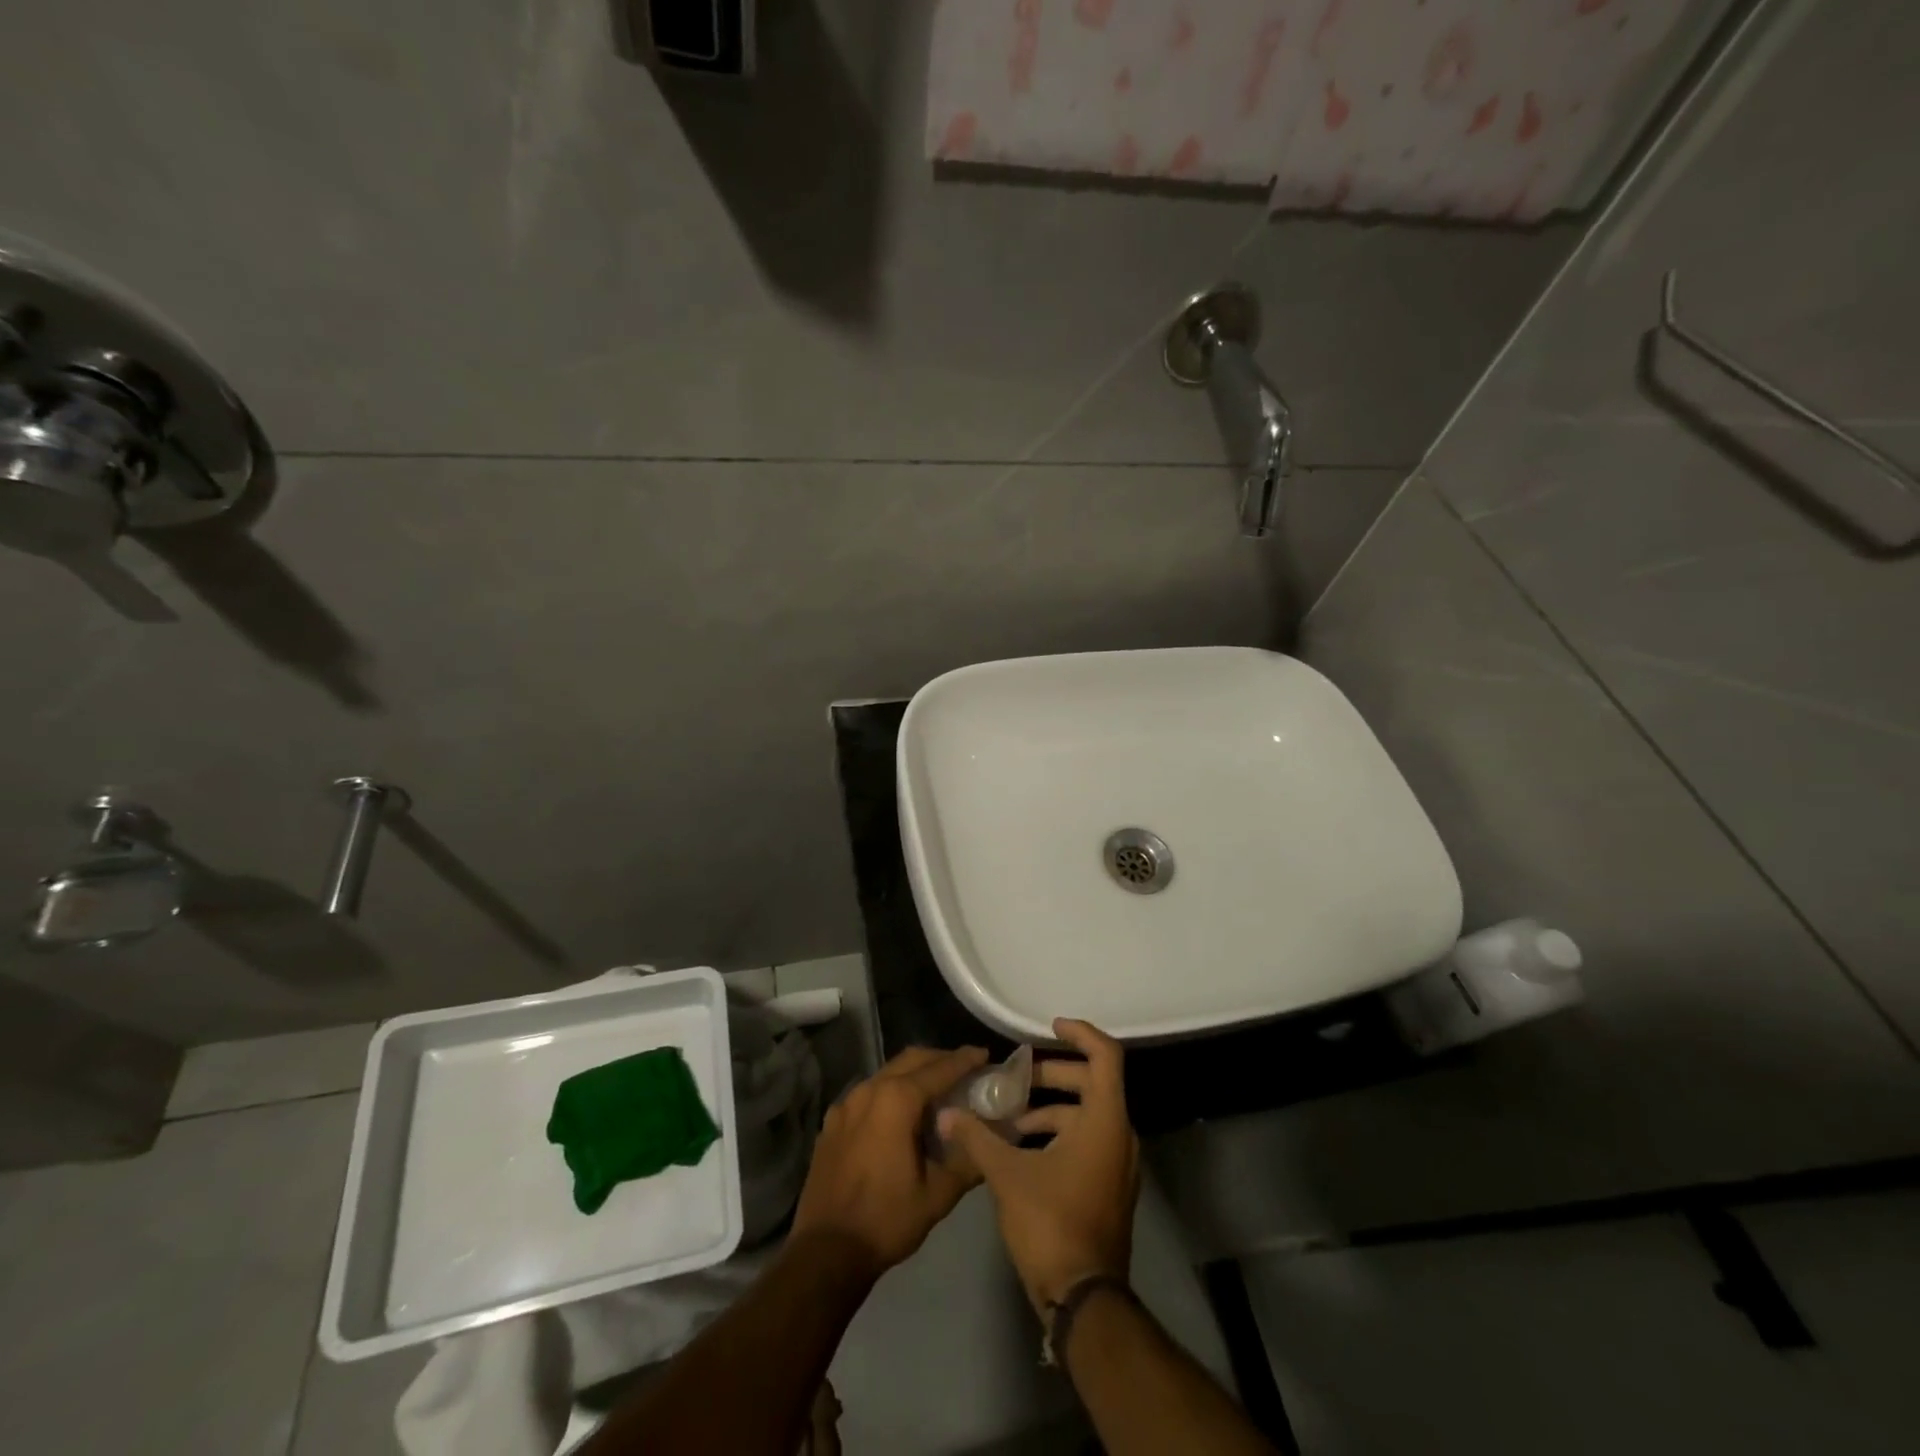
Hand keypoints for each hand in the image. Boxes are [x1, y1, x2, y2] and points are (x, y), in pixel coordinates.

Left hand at [790, 1045, 988, 1281]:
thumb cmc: (886, 1219)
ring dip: (914, 1074)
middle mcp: (870, 1090)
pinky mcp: (832, 1122)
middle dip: (939, 1059)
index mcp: (897, 1100)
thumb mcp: (938, 1195)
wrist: (826, 1251)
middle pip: (911, 1060)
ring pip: (887, 1073)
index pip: (939, 1069)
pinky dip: (889, 1092)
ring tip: (935, 1091)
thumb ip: (968, 1160)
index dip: (965, 1060)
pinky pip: (867, 1094)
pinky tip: (898, 1116)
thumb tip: (991, 1139)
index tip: (984, 1054)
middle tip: (964, 1070)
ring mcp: (846, 1103)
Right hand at [938, 1019, 1139, 1313]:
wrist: (1083, 1299)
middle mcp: (1119, 1135)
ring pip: (1088, 1115)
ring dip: (1052, 1108)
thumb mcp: (1007, 1175)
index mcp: (1104, 1121)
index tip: (1049, 1027)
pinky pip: (1089, 1140)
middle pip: (1093, 1083)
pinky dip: (1060, 1133)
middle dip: (1054, 1074)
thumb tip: (947, 1113)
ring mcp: (1117, 1164)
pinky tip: (1022, 1148)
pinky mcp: (1109, 1187)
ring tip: (1010, 1116)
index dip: (1080, 1034)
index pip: (1106, 1056)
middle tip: (1016, 1076)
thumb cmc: (1051, 1223)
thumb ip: (977, 1137)